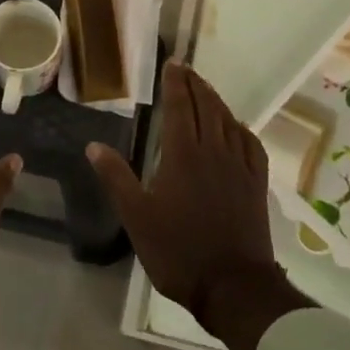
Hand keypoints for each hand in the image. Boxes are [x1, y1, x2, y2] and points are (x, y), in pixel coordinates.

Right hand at [86, 63, 312, 349]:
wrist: (233, 285)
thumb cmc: (178, 251)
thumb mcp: (136, 217)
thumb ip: (116, 177)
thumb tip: (93, 145)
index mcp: (183, 154)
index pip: (181, 106)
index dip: (176, 83)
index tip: (172, 64)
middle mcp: (214, 151)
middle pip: (207, 106)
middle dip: (196, 84)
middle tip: (186, 69)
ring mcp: (239, 166)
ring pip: (228, 121)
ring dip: (216, 100)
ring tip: (206, 90)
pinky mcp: (256, 183)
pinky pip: (250, 144)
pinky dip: (240, 128)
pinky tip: (236, 128)